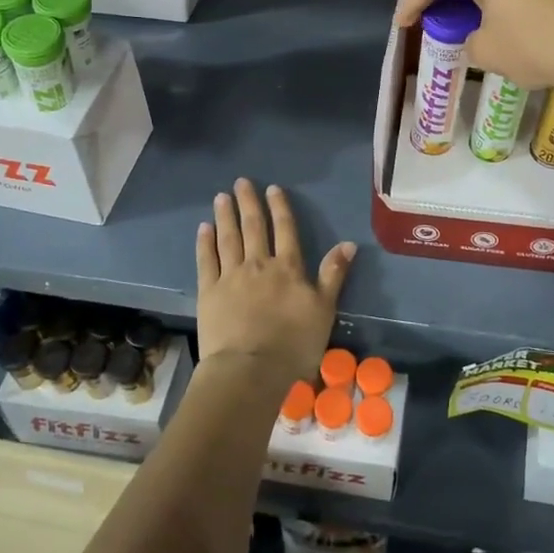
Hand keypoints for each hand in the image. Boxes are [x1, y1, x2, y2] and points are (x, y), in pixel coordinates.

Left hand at [196, 178, 354, 389]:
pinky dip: (205, 242)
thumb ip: (333, 274)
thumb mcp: (324, 309)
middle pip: (254, 227)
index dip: (279, 208)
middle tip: (241, 183)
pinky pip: (206, 260)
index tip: (272, 189)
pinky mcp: (208, 292)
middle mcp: (258, 264)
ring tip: (221, 197)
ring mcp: (230, 276)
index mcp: (288, 268)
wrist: (250, 369)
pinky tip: (204, 228)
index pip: (285, 230)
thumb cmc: (294, 343)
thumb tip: (348, 243)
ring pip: (228, 238)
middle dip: (248, 203)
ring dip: (225, 215)